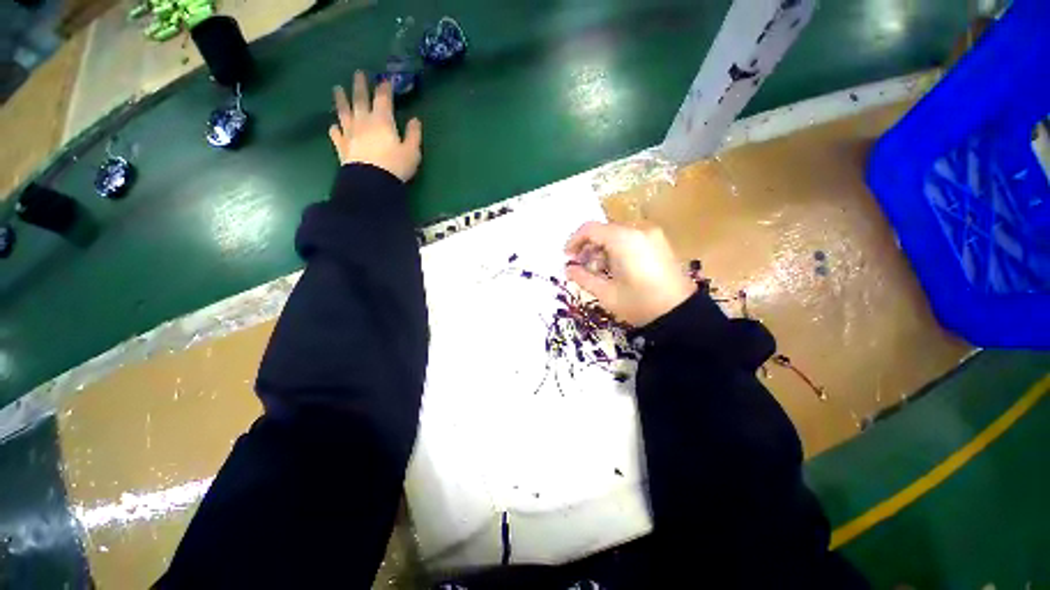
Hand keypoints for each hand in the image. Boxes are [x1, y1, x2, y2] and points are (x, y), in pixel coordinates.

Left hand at [329, 71, 422, 181]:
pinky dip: (335, 128)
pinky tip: (334, 126)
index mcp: (382, 120)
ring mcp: (350, 132)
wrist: (371, 183)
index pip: (383, 98)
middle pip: (360, 99)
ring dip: (340, 99)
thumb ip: (414, 135)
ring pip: (343, 111)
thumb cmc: (395, 166)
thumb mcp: (412, 152)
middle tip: (358, 73)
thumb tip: (415, 120)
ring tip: (337, 89)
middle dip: (360, 85)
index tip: (385, 80)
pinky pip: (336, 133)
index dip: (385, 87)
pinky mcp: (341, 146)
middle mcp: (363, 121)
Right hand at [565, 222, 695, 326]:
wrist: (681, 314)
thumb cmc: (640, 304)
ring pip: (617, 235)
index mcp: (624, 239)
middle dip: (589, 248)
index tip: (567, 257)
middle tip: (583, 268)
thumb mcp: (606, 294)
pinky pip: (631, 239)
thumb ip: (583, 278)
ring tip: (600, 272)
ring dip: (603, 249)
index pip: (590, 229)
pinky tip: (617, 269)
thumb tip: (568, 269)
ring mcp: (652, 234)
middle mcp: (638, 229)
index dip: (574, 241)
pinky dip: (617, 250)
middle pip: (604, 231)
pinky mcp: (659, 242)